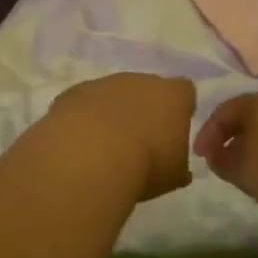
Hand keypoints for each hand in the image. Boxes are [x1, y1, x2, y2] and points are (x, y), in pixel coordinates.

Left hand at [47, 74, 196, 201]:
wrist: (90, 157)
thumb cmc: (145, 165)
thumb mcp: (173, 176)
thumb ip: (178, 166)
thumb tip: (178, 169)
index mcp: (171, 96)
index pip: (184, 92)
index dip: (179, 109)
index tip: (172, 131)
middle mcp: (139, 81)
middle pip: (146, 89)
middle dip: (144, 110)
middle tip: (139, 142)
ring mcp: (103, 84)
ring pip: (112, 94)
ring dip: (111, 114)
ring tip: (105, 147)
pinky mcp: (73, 93)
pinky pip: (83, 103)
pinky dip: (84, 119)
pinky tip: (80, 144)